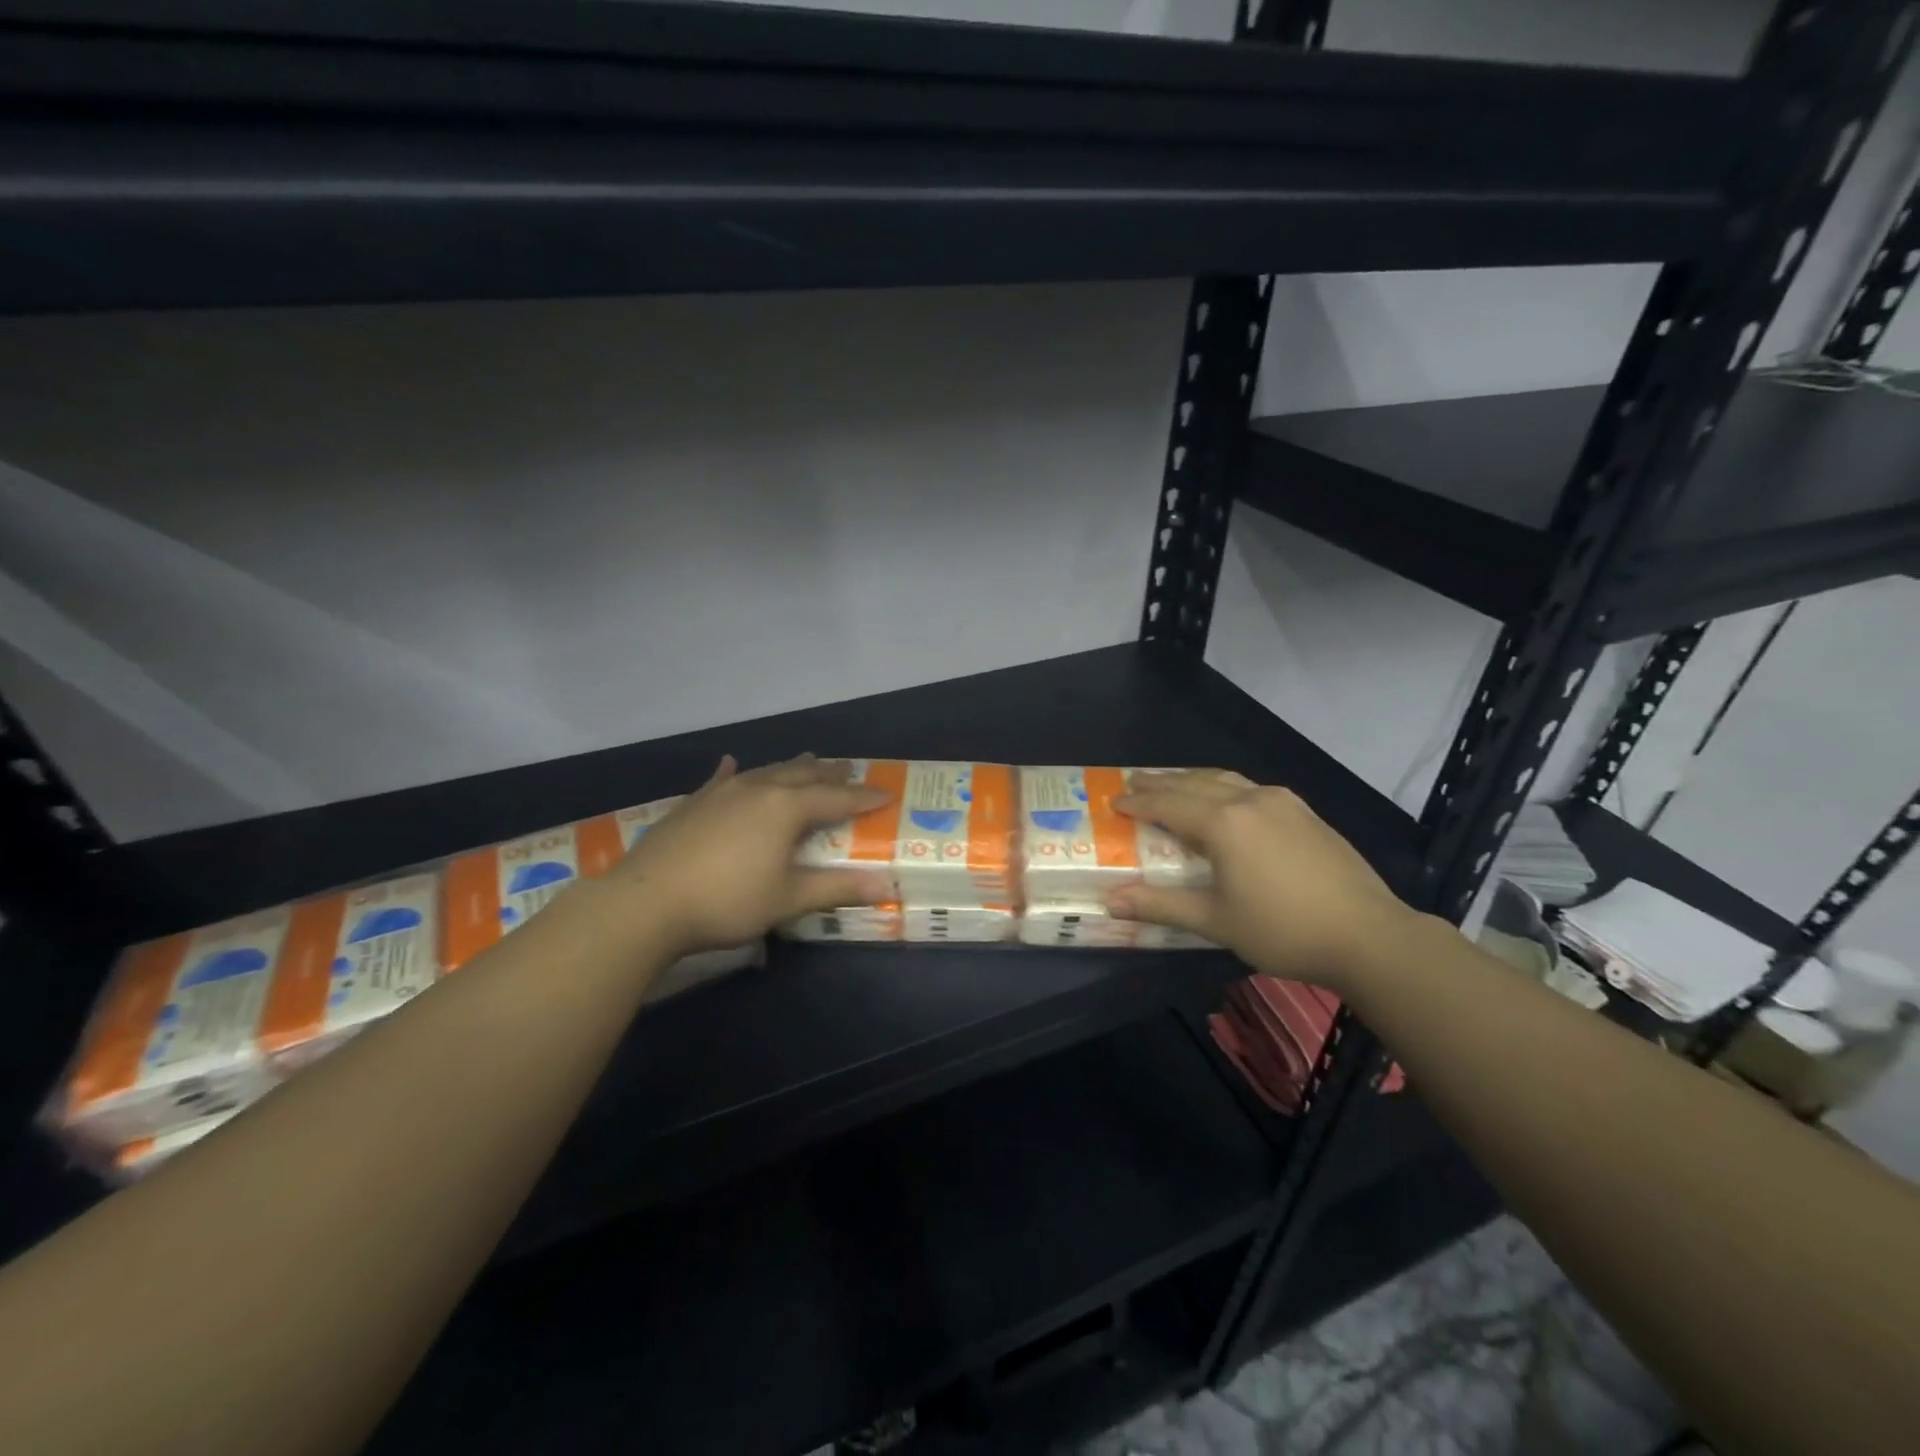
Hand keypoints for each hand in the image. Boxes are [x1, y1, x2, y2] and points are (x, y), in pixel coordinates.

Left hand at [604, 754, 893, 956]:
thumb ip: (837, 888)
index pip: (837, 798)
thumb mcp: (788, 898)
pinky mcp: (693, 803)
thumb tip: (885, 885)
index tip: (887, 793)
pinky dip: (735, 771)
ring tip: (809, 760)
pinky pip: (722, 779)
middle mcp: (758, 789)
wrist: (646, 903)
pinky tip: (732, 762)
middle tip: (850, 769)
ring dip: (791, 767)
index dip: (863, 797)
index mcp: (786, 808)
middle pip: (802, 775)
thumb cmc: (727, 901)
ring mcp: (722, 793)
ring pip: (766, 771)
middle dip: (829, 773)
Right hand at [1107, 770, 1421, 991]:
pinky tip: (1226, 801)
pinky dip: (1223, 787)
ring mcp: (1282, 802)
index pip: (1168, 804)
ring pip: (1225, 779)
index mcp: (1224, 823)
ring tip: (1173, 783)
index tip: (1114, 800)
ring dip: (1193, 780)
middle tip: (1134, 783)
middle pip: (1194, 783)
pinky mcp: (1305, 812)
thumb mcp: (1215, 921)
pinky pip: (1250, 788)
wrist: (1369, 935)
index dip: (1139, 802)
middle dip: (1161, 783)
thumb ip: (1161, 905)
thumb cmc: (1283, 930)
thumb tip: (1110, 901)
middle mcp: (1249, 800)